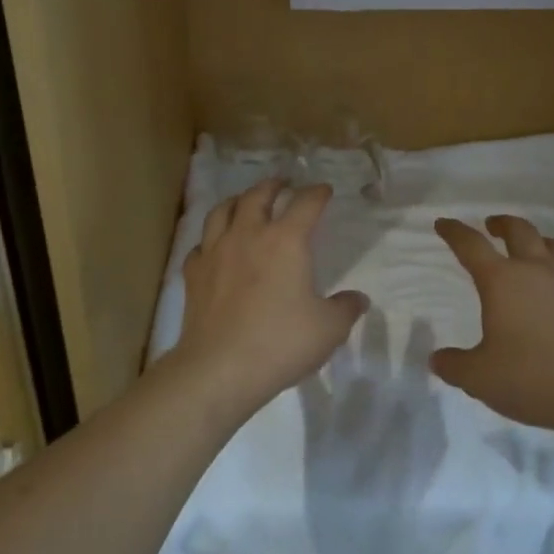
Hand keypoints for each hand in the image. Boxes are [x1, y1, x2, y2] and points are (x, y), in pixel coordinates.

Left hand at [174, 178, 368, 416]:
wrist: (219, 368)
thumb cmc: (280, 343)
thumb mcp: (328, 329)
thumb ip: (346, 309)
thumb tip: (359, 299)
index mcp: (286, 241)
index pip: (305, 203)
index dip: (317, 193)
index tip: (324, 190)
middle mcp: (248, 235)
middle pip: (258, 195)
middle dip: (273, 186)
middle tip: (282, 184)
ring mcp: (215, 252)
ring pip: (222, 211)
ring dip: (237, 201)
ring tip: (244, 202)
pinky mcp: (194, 274)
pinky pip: (200, 245)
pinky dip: (210, 240)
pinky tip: (214, 248)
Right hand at [431, 215, 553, 432]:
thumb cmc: (529, 377)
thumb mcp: (478, 377)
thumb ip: (454, 365)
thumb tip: (438, 359)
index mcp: (500, 280)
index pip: (471, 245)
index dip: (454, 232)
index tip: (443, 224)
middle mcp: (533, 270)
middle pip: (518, 230)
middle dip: (501, 223)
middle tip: (491, 226)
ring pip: (550, 244)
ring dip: (534, 239)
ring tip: (528, 247)